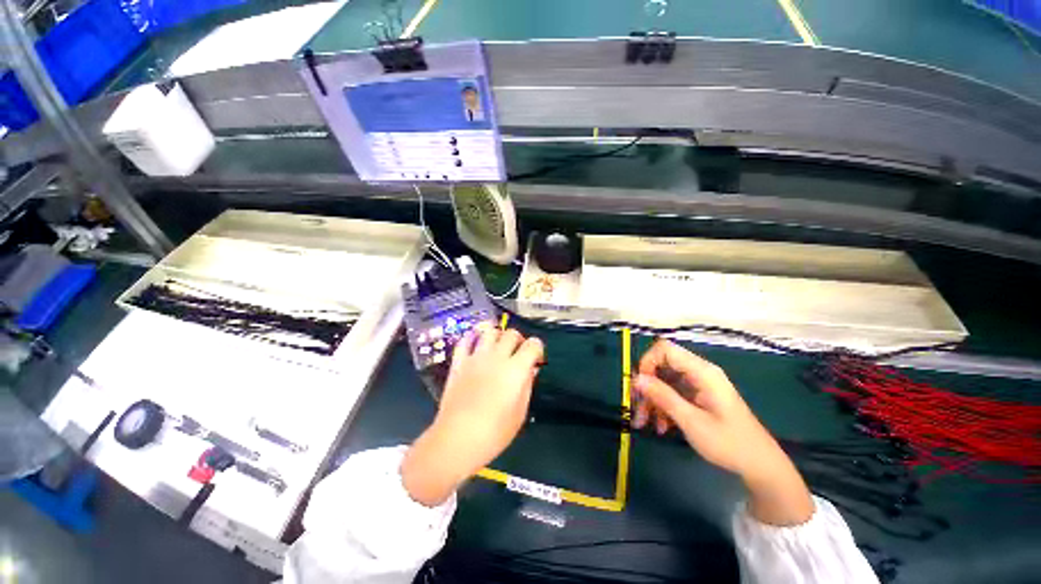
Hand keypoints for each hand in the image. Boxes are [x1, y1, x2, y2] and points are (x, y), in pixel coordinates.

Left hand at [402, 323, 543, 505]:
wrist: (457, 439)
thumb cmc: (494, 432)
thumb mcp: (520, 412)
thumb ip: (527, 386)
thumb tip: (531, 369)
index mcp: (516, 369)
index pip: (533, 344)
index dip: (537, 348)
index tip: (535, 358)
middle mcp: (497, 357)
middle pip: (512, 334)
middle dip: (519, 340)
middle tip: (517, 353)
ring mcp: (476, 357)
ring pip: (490, 331)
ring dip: (498, 335)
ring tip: (498, 346)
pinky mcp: (459, 362)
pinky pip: (465, 340)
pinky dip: (472, 337)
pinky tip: (476, 343)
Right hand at [633, 339, 813, 525]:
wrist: (760, 466)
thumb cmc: (729, 443)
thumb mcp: (692, 421)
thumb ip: (664, 397)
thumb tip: (637, 379)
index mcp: (702, 372)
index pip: (665, 349)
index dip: (647, 361)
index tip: (639, 385)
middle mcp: (699, 372)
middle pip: (662, 366)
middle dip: (647, 386)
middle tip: (637, 409)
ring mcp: (698, 384)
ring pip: (664, 381)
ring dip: (652, 400)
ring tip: (644, 423)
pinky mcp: (698, 396)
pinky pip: (672, 393)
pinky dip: (663, 407)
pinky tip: (661, 426)